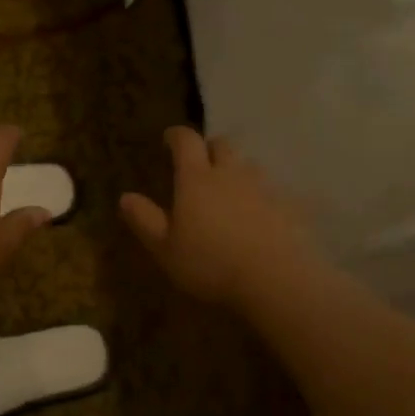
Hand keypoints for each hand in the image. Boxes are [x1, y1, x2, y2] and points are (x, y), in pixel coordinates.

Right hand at [120, 127, 318, 306]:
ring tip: (229, 192)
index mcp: (196, 179)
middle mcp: (231, 174)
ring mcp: (264, 188)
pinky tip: (258, 218)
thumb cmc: (210, 264)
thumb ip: (145, 220)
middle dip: (209, 149)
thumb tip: (125, 197)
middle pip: (222, 145)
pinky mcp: (289, 206)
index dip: (176, 136)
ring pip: (249, 166)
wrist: (276, 279)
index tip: (169, 139)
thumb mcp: (165, 249)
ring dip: (237, 171)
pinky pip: (272, 191)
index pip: (186, 141)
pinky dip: (261, 197)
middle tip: (200, 165)